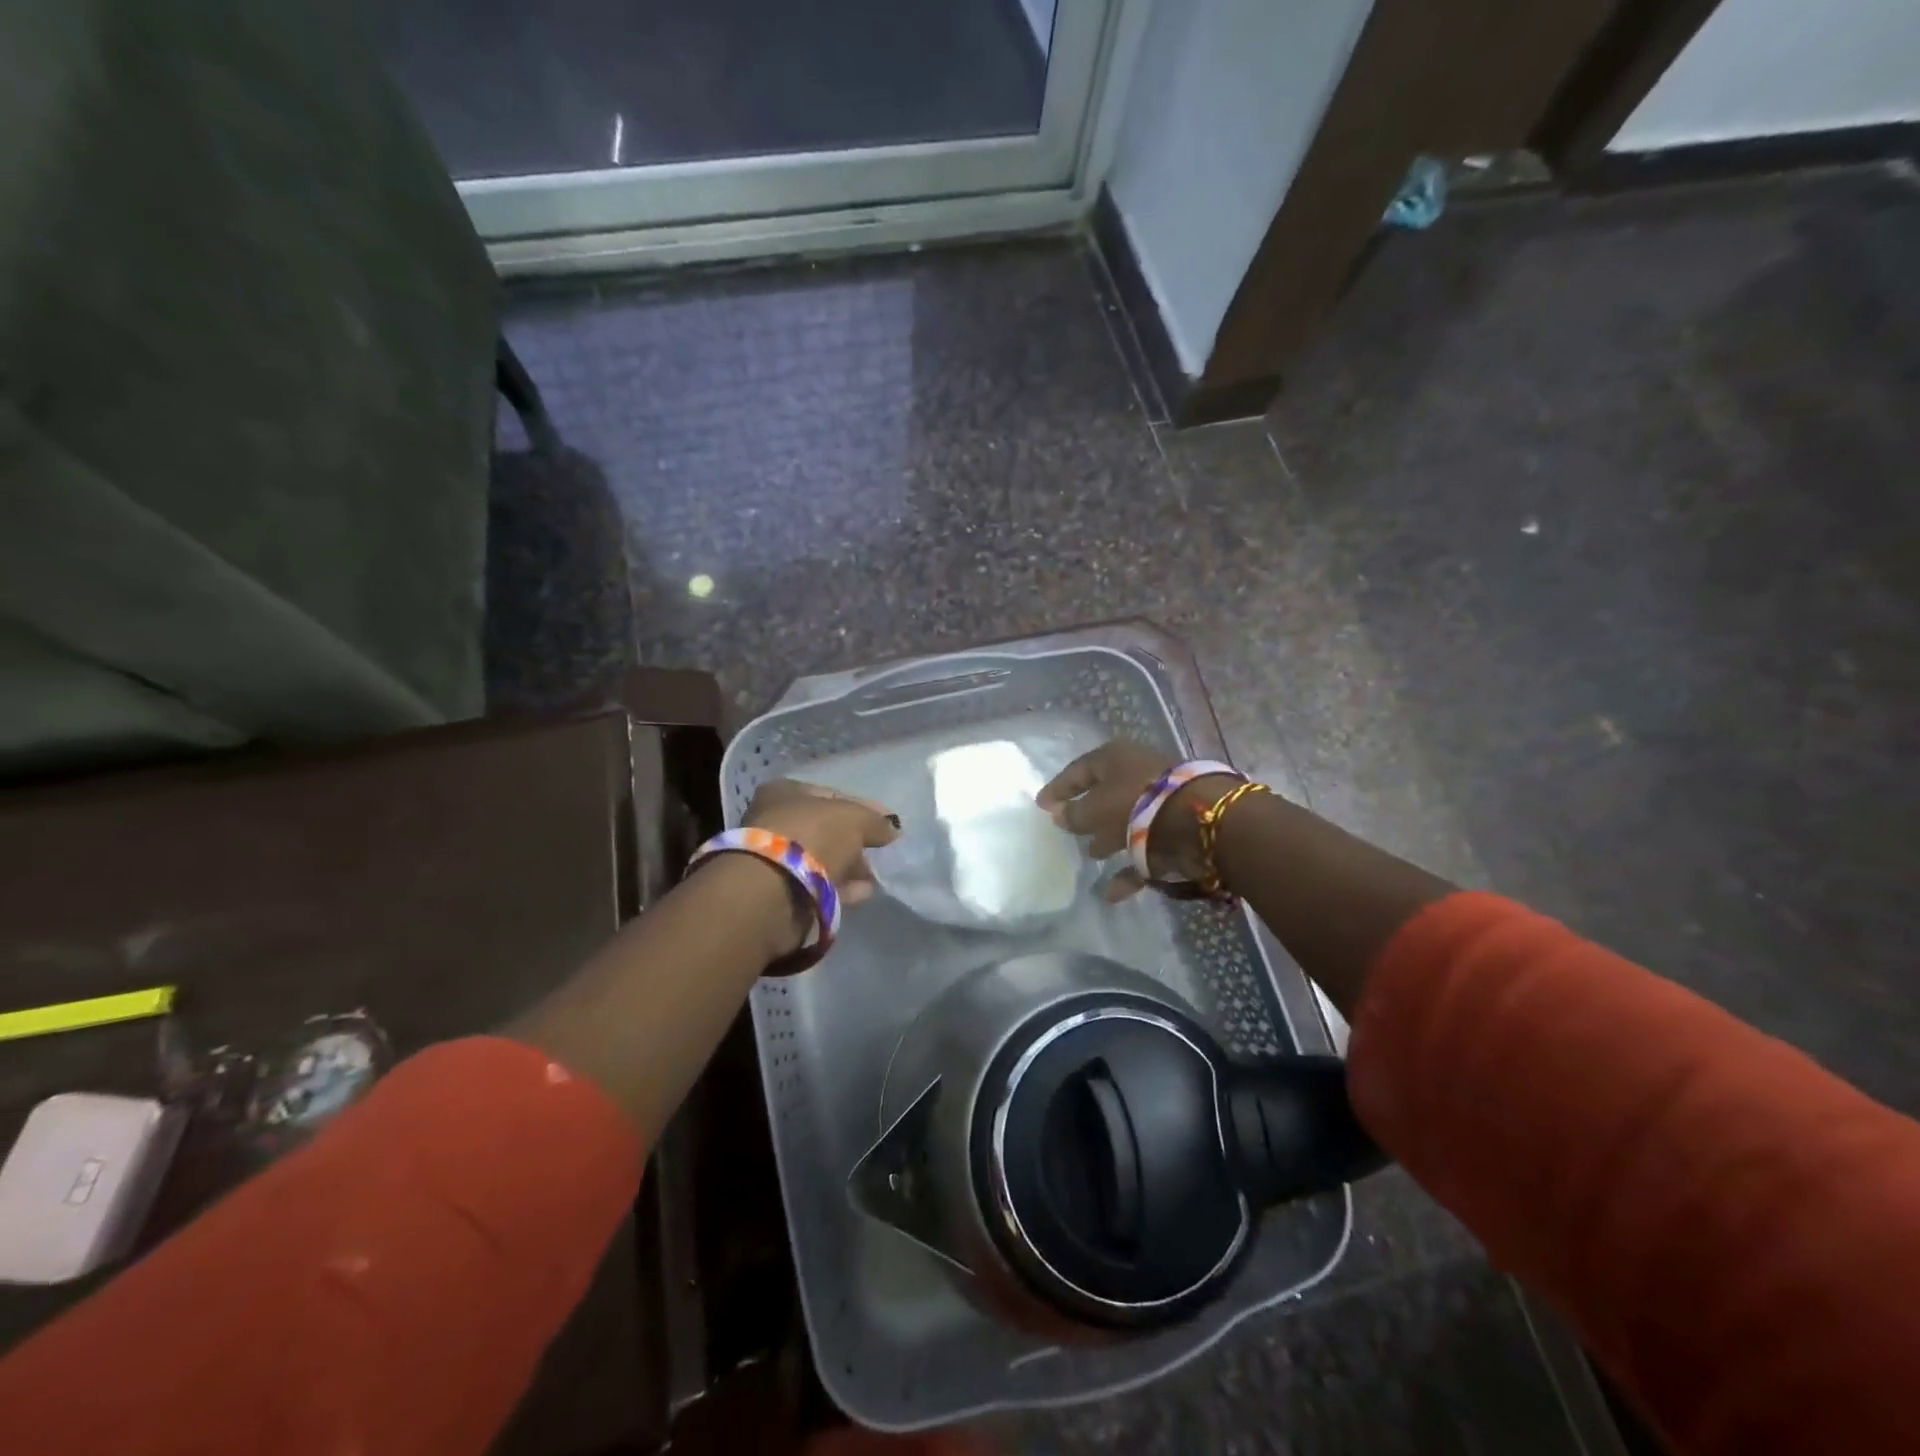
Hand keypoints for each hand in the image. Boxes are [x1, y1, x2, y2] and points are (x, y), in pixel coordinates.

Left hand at [744, 779, 899, 905]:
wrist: (773, 889)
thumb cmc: (811, 836)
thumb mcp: (854, 819)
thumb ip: (875, 821)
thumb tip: (891, 829)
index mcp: (784, 792)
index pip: (830, 795)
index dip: (861, 807)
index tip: (886, 823)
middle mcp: (773, 820)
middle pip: (824, 829)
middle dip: (853, 842)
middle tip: (878, 852)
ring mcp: (773, 858)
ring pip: (820, 859)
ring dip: (847, 868)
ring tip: (873, 877)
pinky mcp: (778, 892)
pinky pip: (817, 886)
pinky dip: (839, 888)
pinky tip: (862, 893)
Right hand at [1036, 741, 1236, 899]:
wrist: (1198, 819)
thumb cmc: (1135, 802)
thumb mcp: (1094, 808)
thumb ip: (1074, 814)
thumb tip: (1059, 815)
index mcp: (1115, 758)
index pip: (1078, 771)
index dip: (1058, 788)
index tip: (1041, 805)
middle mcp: (1138, 774)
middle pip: (1105, 793)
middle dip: (1087, 813)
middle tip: (1068, 830)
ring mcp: (1160, 800)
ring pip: (1127, 820)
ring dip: (1109, 838)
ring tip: (1091, 855)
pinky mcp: (1176, 828)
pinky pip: (1145, 850)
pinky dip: (1129, 869)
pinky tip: (1110, 893)